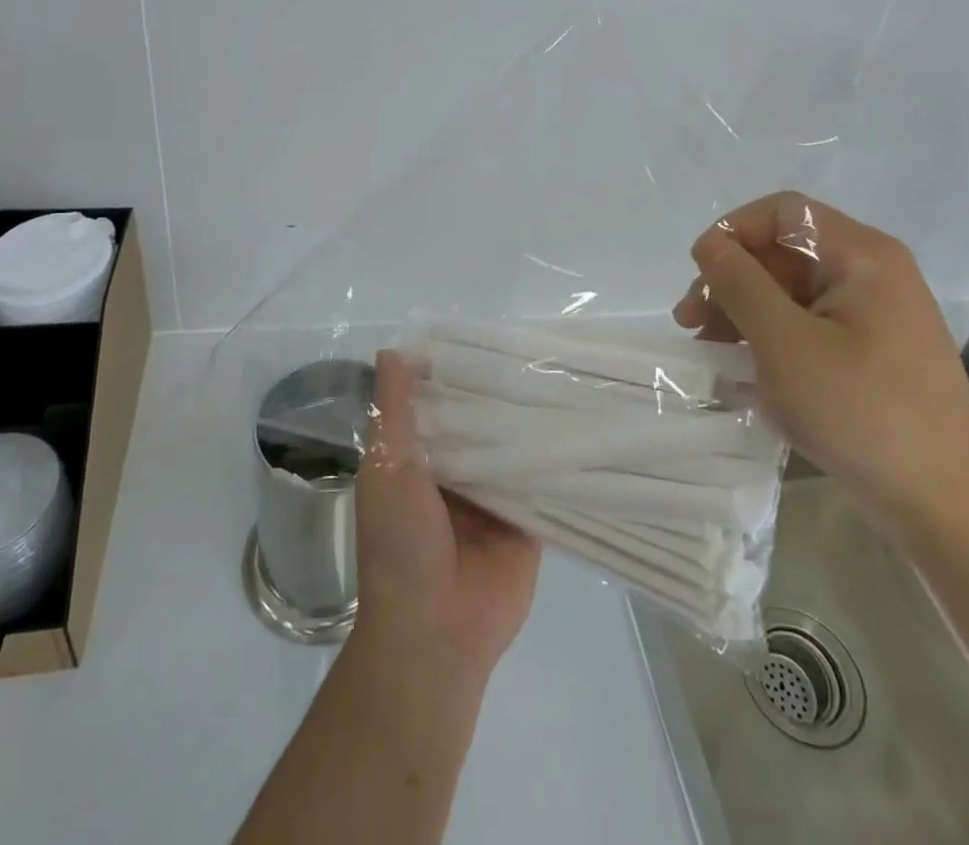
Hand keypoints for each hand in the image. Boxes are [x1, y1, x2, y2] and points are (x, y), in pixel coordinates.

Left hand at [354, 351, 540, 680]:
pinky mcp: (526, 520)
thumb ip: (394, 412)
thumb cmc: (399, 545)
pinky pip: (542, 480)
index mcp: (417, 459)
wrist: (435, 634)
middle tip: (535, 347)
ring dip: (530, 421)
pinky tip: (582, 420)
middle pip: (480, 422)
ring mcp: (493, 496)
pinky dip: (555, 456)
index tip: (483, 336)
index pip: (439, 403)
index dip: (455, 372)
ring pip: (513, 446)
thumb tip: (393, 349)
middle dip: (499, 393)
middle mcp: (456, 472)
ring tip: (563, 372)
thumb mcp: (386, 467)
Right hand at [672, 192, 968, 522]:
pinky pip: (808, 326)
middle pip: (784, 252)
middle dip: (731, 279)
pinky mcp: (871, 353)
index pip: (783, 212)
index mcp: (861, 256)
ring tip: (707, 348)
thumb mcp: (785, 343)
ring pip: (792, 292)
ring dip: (743, 311)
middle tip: (689, 321)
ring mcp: (874, 316)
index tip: (699, 272)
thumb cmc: (862, 410)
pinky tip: (741, 367)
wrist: (947, 504)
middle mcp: (871, 274)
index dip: (734, 232)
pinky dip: (770, 337)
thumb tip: (709, 245)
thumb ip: (740, 285)